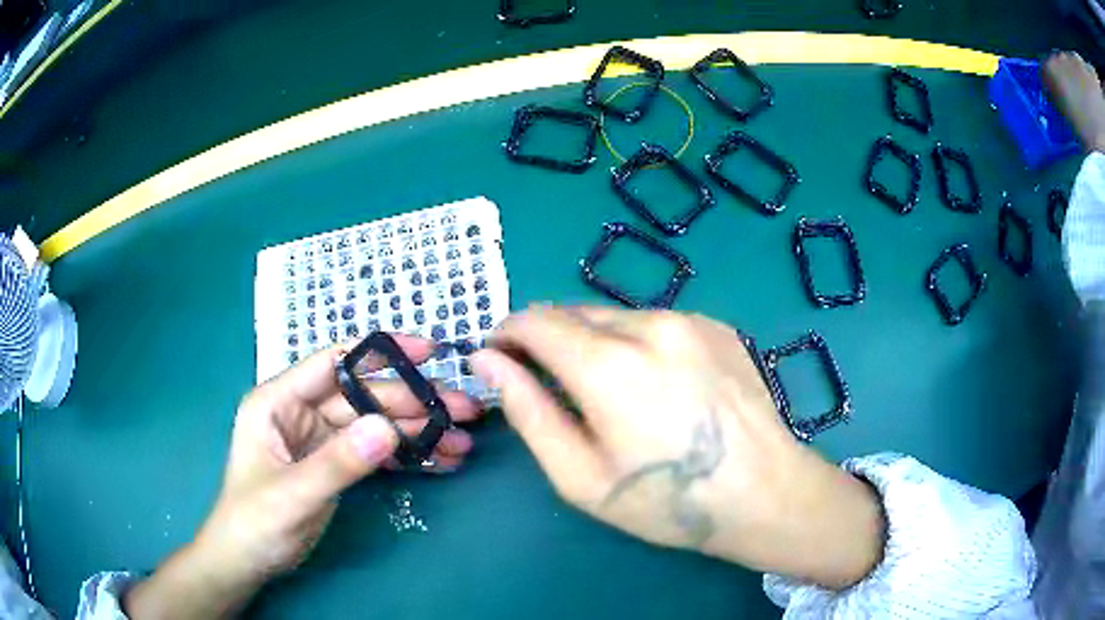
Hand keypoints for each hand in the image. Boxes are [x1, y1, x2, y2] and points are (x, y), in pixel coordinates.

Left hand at [125, 335, 483, 618]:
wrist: (249, 560)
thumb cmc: (255, 522)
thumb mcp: (293, 495)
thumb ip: (337, 463)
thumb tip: (388, 427)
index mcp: (278, 401)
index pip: (333, 363)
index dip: (381, 354)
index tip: (428, 354)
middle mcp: (301, 411)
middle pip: (364, 396)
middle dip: (413, 403)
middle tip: (463, 412)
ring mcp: (320, 438)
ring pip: (376, 425)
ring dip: (418, 433)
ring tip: (461, 443)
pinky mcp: (335, 463)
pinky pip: (375, 452)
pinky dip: (407, 456)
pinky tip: (439, 462)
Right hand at [470, 306, 884, 588]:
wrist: (764, 492)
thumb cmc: (666, 500)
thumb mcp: (580, 475)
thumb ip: (528, 411)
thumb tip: (488, 361)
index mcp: (609, 364)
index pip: (534, 320)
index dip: (507, 334)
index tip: (498, 358)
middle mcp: (649, 324)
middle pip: (573, 312)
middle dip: (547, 339)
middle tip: (550, 384)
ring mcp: (689, 319)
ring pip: (614, 315)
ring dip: (593, 340)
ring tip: (607, 390)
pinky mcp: (717, 325)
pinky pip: (655, 322)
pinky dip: (635, 342)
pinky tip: (656, 384)